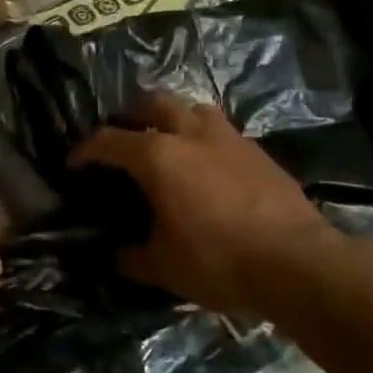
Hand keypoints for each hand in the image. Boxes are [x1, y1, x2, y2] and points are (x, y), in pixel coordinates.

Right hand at [70, 93, 338, 317]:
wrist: (299, 263)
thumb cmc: (220, 261)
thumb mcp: (164, 268)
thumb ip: (133, 257)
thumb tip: (116, 254)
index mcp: (156, 157)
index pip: (107, 141)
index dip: (85, 150)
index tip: (74, 163)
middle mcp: (189, 134)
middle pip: (151, 104)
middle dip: (131, 117)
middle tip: (125, 138)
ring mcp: (227, 138)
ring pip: (192, 109)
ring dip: (174, 119)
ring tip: (170, 142)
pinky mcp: (257, 150)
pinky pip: (222, 131)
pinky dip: (206, 140)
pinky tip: (209, 166)